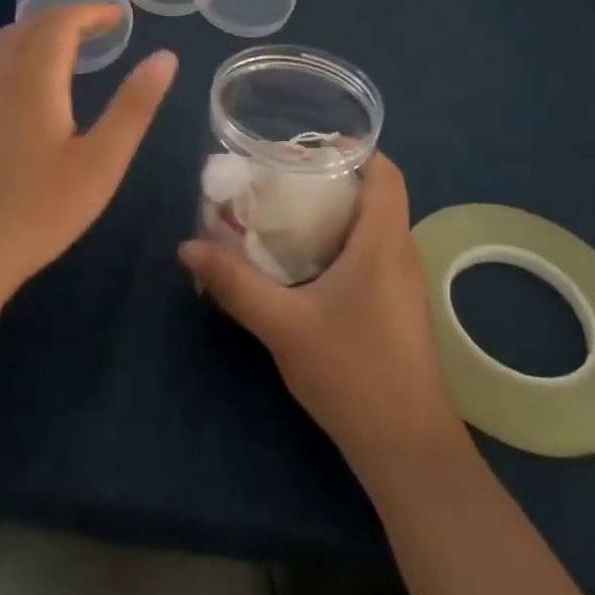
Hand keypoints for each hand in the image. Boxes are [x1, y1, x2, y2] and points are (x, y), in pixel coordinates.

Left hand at [0, 5, 175, 310]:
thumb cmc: (36, 212)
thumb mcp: (101, 163)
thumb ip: (134, 106)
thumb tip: (165, 57)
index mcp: (31, 80)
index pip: (59, 23)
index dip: (90, 12)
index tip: (120, 17)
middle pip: (27, 26)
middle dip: (65, 18)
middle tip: (99, 29)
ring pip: (1, 45)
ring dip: (37, 33)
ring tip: (68, 48)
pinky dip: (17, 54)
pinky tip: (30, 87)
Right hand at [178, 153, 464, 477]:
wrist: (406, 449)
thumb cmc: (351, 372)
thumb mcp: (283, 325)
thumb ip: (236, 283)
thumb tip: (188, 246)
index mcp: (383, 240)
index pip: (385, 171)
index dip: (355, 148)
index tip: (309, 145)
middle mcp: (401, 251)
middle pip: (376, 193)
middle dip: (333, 178)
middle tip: (284, 178)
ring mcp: (405, 281)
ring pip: (375, 225)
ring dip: (338, 211)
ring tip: (289, 213)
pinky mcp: (400, 307)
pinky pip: (375, 252)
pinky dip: (345, 241)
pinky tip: (309, 264)